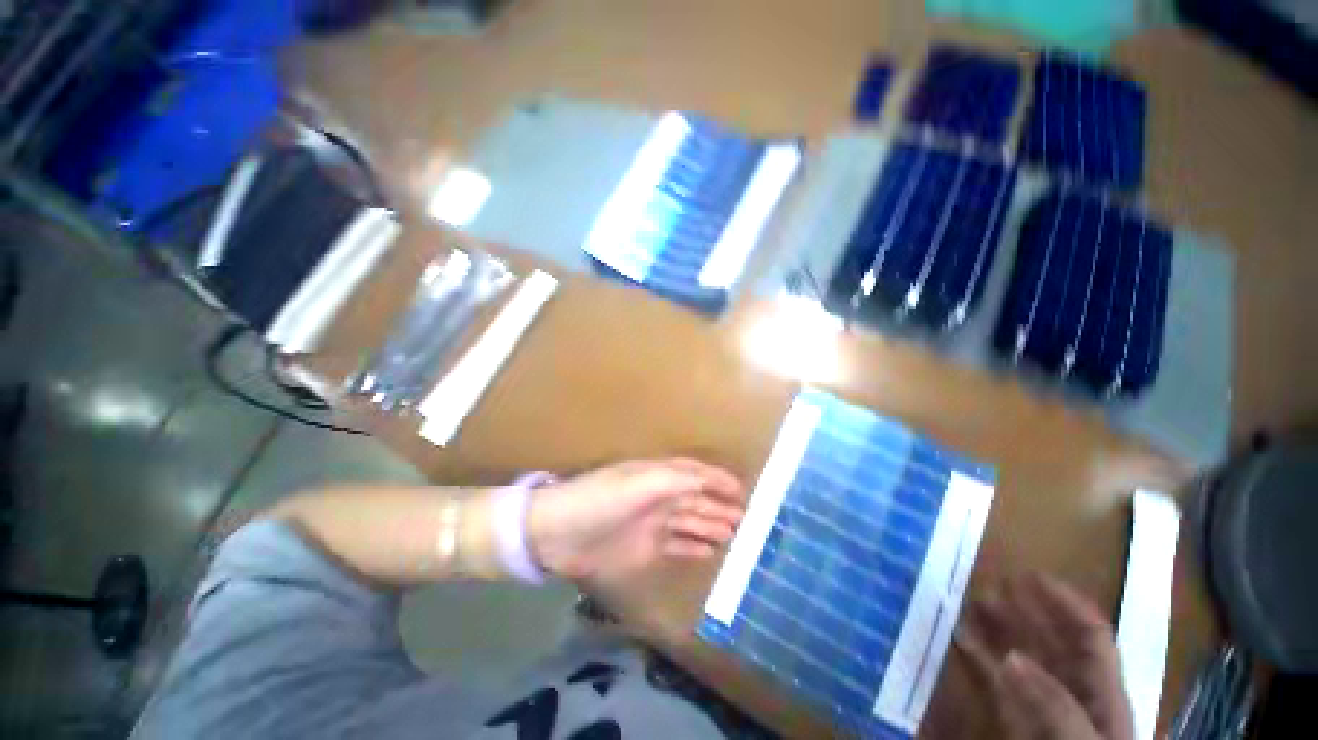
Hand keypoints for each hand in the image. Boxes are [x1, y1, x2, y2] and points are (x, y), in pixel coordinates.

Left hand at [527, 458, 745, 584]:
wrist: (558, 535)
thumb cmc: (600, 501)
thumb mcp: (638, 484)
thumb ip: (673, 481)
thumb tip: (706, 480)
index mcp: (657, 476)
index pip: (694, 473)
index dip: (717, 479)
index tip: (742, 489)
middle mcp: (659, 497)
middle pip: (696, 499)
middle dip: (720, 506)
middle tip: (747, 519)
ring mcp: (653, 524)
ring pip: (690, 522)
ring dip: (712, 526)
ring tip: (735, 535)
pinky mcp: (645, 548)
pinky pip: (677, 545)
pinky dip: (694, 547)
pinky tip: (709, 551)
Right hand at [956, 573, 1132, 739]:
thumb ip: (1056, 707)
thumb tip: (1011, 660)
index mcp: (1103, 696)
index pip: (1091, 637)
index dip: (1064, 603)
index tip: (1027, 576)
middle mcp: (1074, 695)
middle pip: (1052, 643)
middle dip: (1023, 610)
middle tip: (986, 585)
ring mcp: (1043, 709)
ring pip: (1022, 658)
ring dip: (997, 629)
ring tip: (969, 605)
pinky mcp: (1016, 723)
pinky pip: (998, 683)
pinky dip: (980, 658)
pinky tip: (961, 642)